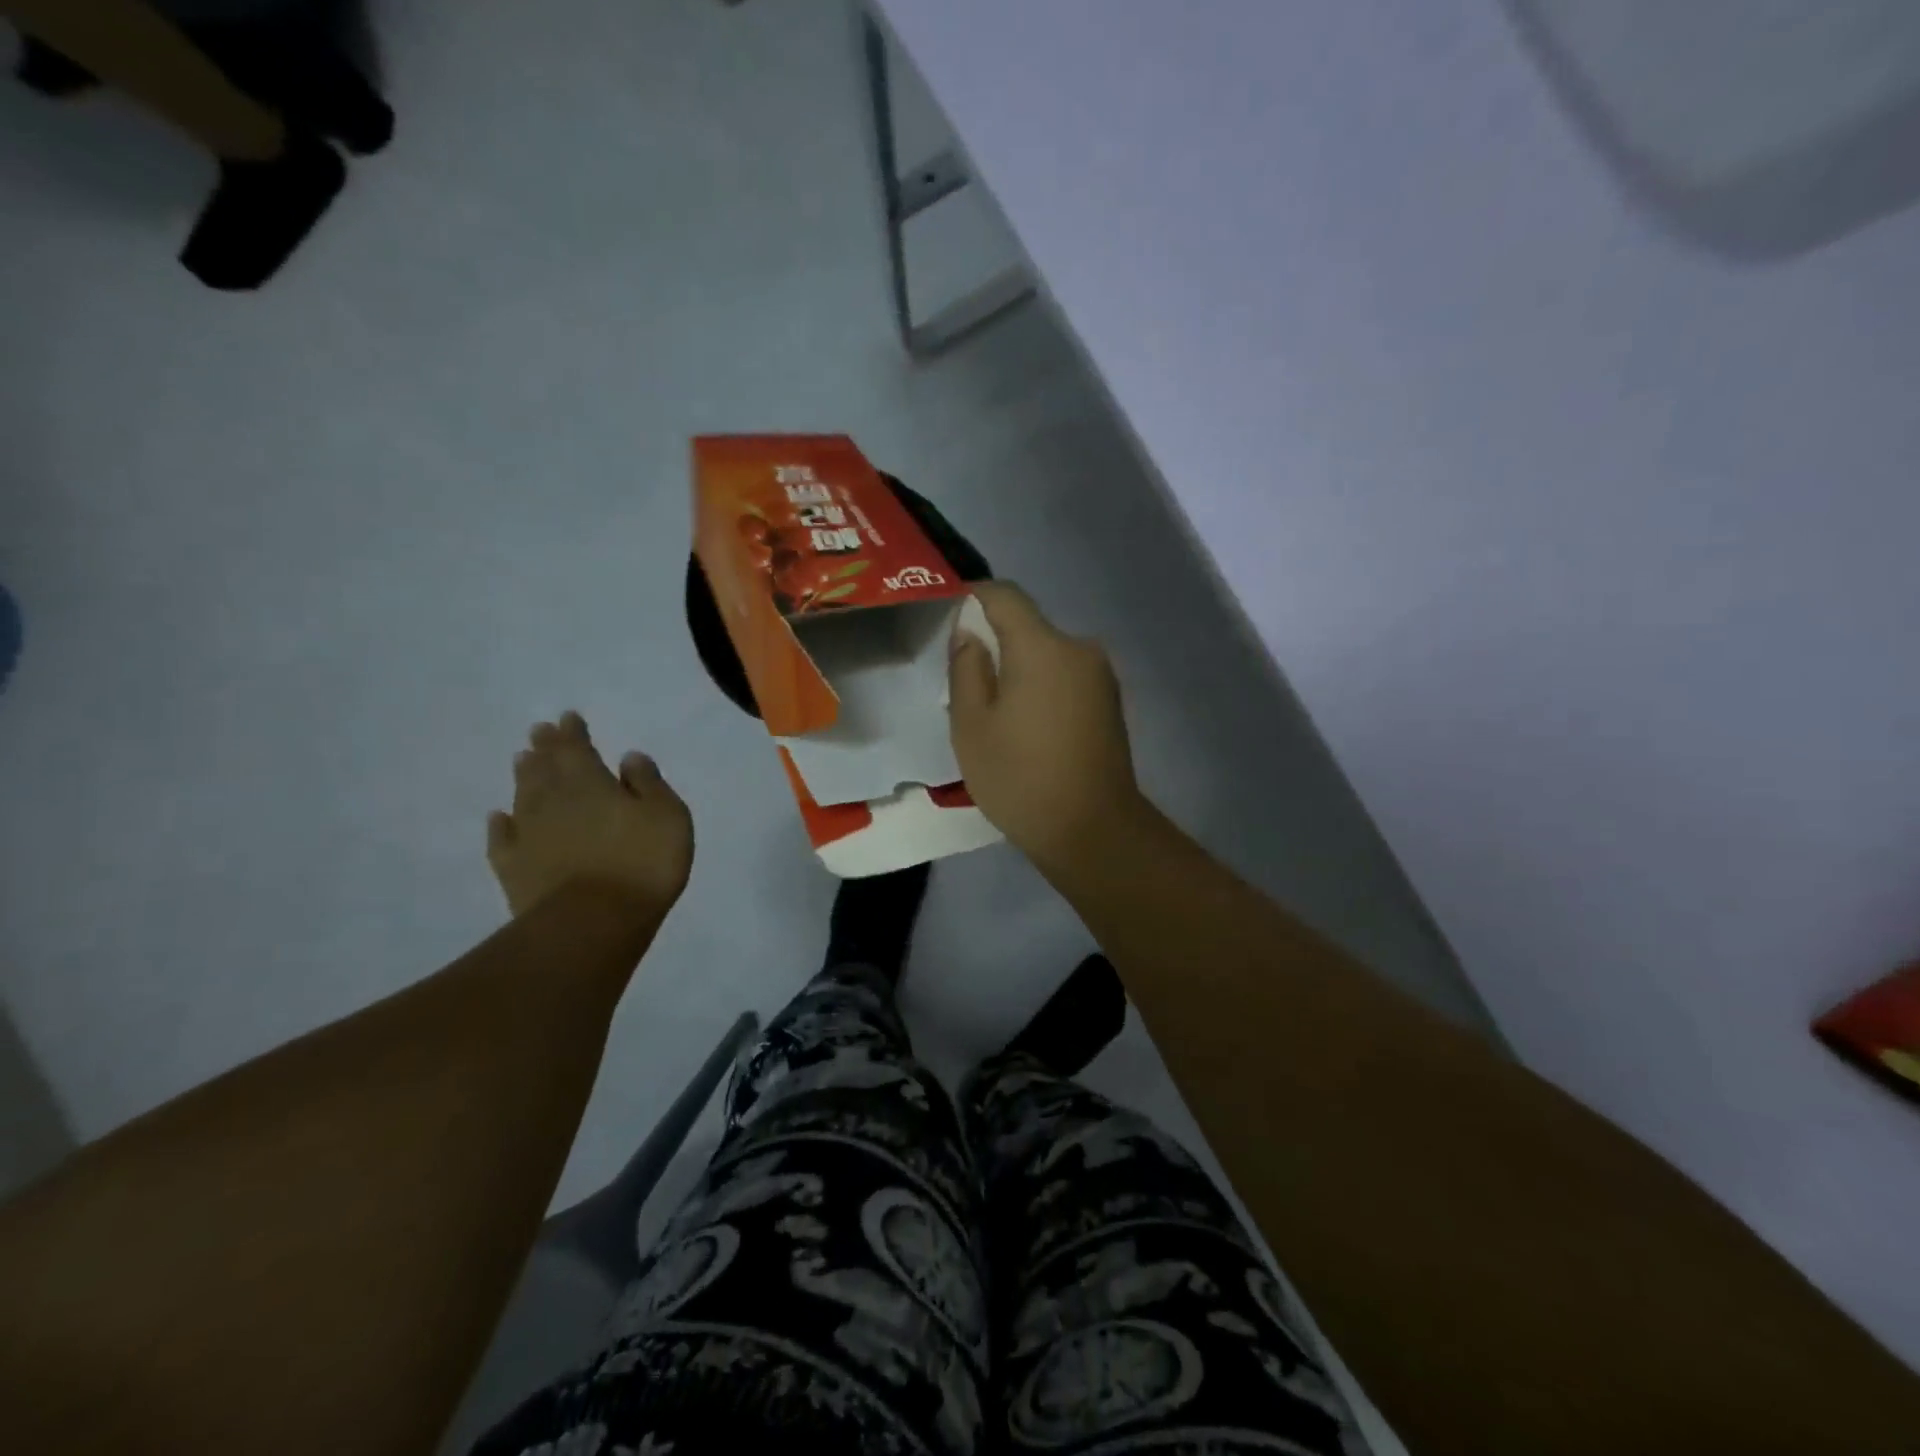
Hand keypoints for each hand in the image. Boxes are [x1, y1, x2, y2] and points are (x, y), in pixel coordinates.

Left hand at [486, 712, 693, 918]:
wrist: (593, 922)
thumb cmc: (643, 863)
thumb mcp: (667, 815)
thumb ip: (648, 783)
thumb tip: (628, 758)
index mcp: (591, 783)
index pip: (577, 748)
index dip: (572, 732)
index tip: (567, 717)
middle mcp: (554, 802)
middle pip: (545, 768)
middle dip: (544, 748)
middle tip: (538, 732)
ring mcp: (529, 836)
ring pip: (523, 796)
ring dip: (524, 776)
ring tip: (521, 760)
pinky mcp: (514, 869)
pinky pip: (503, 839)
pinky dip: (500, 825)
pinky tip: (499, 817)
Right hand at [948, 582, 1147, 869]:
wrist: (1093, 830)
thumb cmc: (1021, 778)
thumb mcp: (971, 725)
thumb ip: (966, 668)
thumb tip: (970, 633)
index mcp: (1042, 646)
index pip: (1004, 595)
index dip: (972, 597)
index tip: (948, 618)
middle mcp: (1079, 648)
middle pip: (1028, 626)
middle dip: (994, 642)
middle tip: (964, 683)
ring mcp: (1101, 676)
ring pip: (1047, 653)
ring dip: (1018, 668)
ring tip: (995, 713)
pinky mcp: (1110, 701)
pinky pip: (1065, 676)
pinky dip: (1041, 686)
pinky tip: (1027, 727)